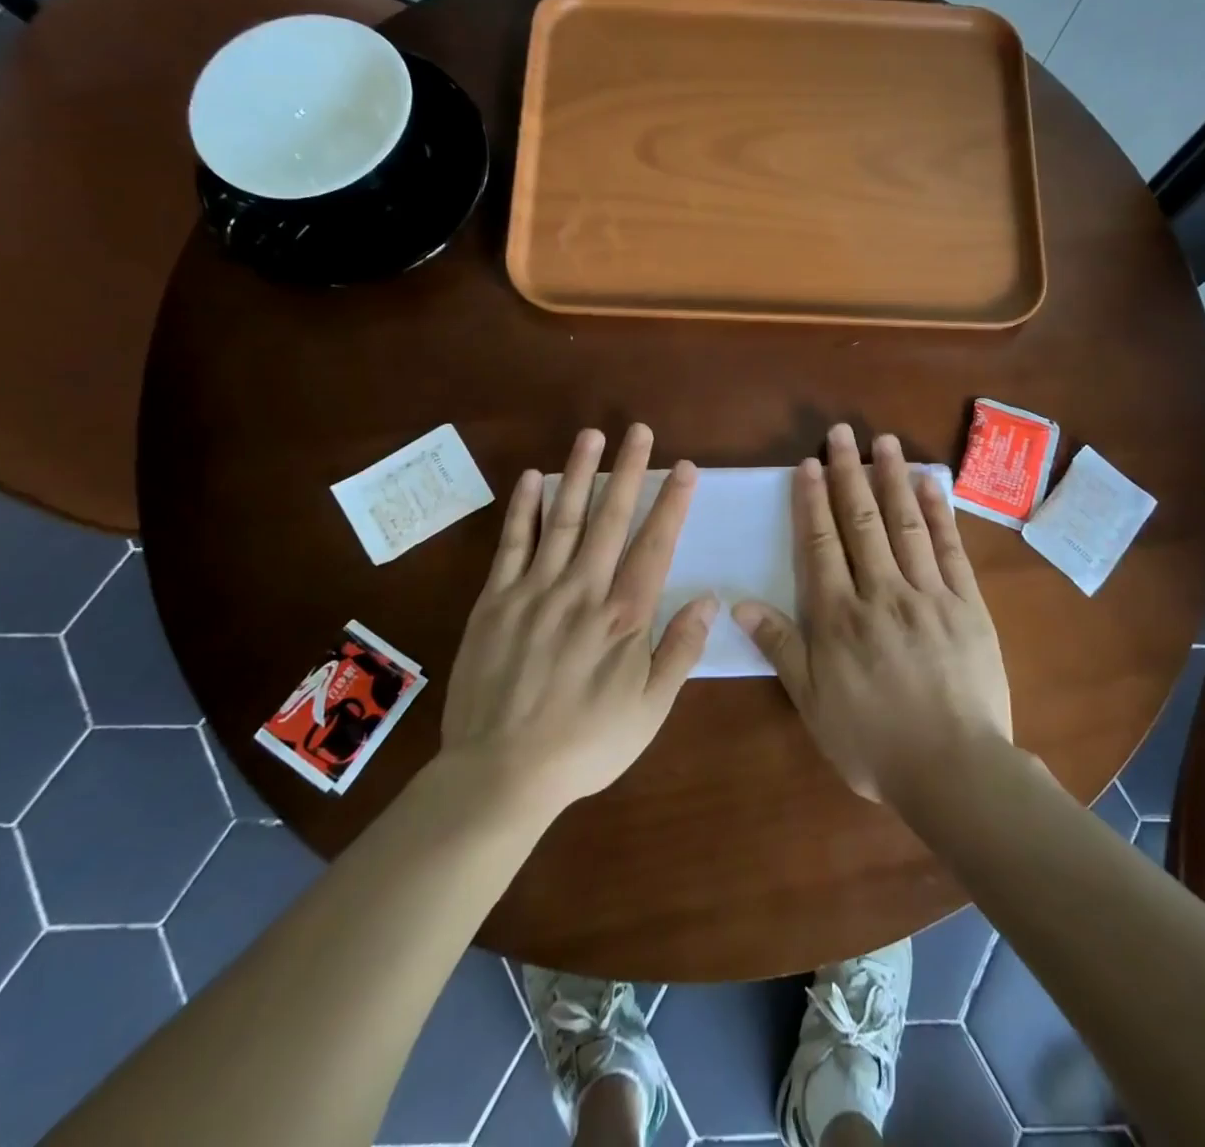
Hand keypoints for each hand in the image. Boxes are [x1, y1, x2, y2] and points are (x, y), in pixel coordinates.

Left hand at [441, 424, 712, 813]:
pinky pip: (512, 544)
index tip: (685, 467)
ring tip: (592, 435)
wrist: (501, 773)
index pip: (655, 545)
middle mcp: (583, 591)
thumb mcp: (649, 711)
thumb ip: (680, 651)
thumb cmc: (585, 745)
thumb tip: (710, 599)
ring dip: (579, 473)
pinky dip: (523, 508)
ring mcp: (535, 591)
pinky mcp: (495, 600)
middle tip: (639, 431)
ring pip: (563, 519)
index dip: (672, 503)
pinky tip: (532, 478)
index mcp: (624, 617)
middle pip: (611, 519)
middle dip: (629, 471)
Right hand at [733, 423, 1010, 801]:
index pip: (821, 545)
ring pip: (906, 525)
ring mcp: (929, 594)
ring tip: (885, 441)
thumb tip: (741, 602)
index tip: (808, 464)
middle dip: (849, 474)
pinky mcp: (967, 605)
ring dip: (893, 479)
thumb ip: (780, 647)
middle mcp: (881, 593)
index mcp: (839, 617)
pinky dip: (939, 514)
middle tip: (842, 432)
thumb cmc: (873, 742)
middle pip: (862, 522)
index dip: (812, 502)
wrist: (953, 769)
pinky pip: (950, 549)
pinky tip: (931, 484)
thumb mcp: (813, 703)